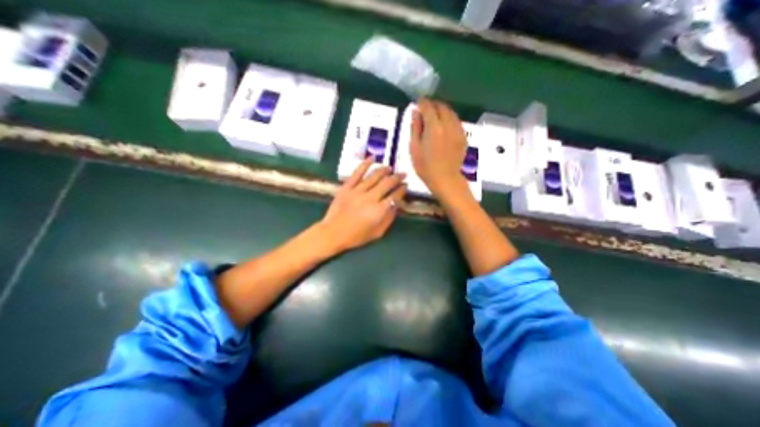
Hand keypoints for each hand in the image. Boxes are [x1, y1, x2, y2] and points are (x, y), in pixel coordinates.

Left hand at [319, 158, 405, 253]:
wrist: (332, 233)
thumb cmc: (356, 237)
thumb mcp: (377, 233)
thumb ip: (389, 218)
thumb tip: (396, 205)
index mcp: (379, 211)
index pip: (395, 196)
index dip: (402, 190)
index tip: (406, 186)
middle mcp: (370, 198)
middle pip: (387, 183)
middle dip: (397, 177)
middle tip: (403, 174)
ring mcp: (357, 191)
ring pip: (374, 176)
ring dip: (384, 170)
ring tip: (390, 167)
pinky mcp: (347, 187)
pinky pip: (357, 173)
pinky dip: (365, 164)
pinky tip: (372, 158)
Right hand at [409, 96, 470, 197]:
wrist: (445, 179)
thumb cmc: (425, 167)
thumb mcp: (414, 148)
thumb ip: (415, 128)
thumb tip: (415, 112)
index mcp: (434, 128)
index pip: (428, 107)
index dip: (422, 102)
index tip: (417, 102)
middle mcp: (448, 125)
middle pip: (441, 106)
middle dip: (432, 105)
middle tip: (425, 110)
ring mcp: (458, 130)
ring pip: (450, 112)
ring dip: (441, 111)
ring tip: (434, 117)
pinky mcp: (463, 136)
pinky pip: (456, 121)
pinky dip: (449, 119)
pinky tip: (443, 126)